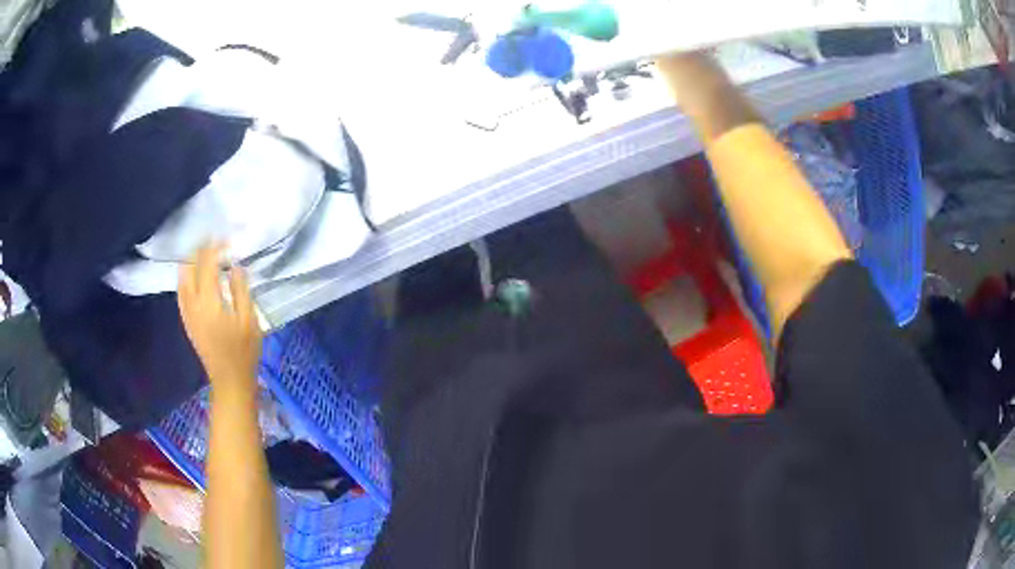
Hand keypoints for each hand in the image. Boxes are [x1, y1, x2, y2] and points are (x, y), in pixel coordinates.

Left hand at [178, 244, 262, 399]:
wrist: (229, 380)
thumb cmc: (244, 351)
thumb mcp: (249, 319)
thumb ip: (240, 289)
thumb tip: (234, 265)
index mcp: (209, 301)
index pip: (207, 263)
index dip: (215, 247)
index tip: (226, 239)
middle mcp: (193, 303)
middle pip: (190, 267)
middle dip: (201, 251)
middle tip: (215, 243)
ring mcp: (187, 312)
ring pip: (182, 278)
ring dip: (192, 262)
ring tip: (205, 255)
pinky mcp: (186, 320)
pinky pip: (181, 291)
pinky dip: (187, 277)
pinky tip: (195, 277)